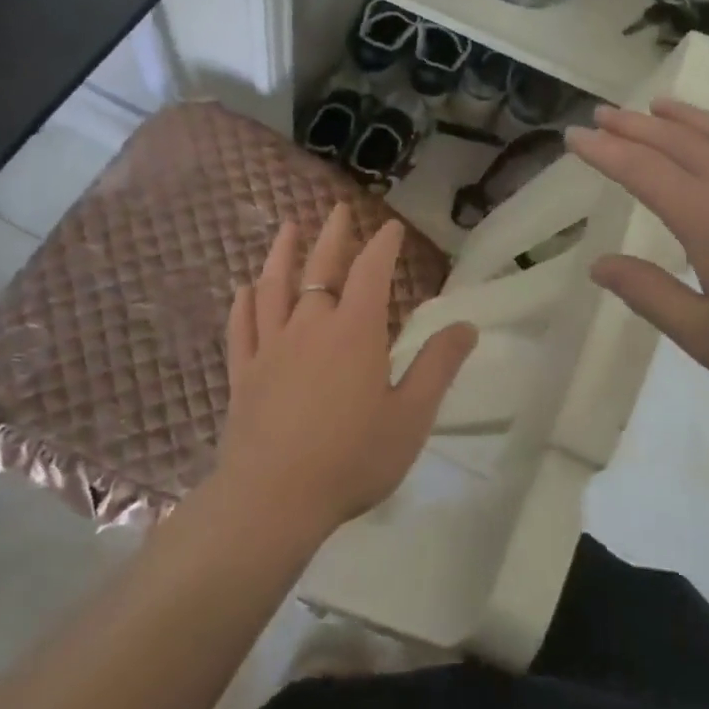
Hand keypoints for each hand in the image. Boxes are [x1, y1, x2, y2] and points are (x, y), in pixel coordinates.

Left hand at [211, 205, 477, 542]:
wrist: (274, 499)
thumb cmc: (351, 459)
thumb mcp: (411, 416)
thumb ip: (437, 367)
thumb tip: (466, 325)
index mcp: (355, 331)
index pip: (371, 271)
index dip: (382, 244)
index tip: (391, 226)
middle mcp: (310, 325)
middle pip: (321, 267)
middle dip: (333, 235)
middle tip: (338, 209)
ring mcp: (271, 346)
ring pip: (274, 287)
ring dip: (282, 254)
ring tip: (287, 228)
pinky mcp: (244, 372)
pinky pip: (241, 326)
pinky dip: (243, 303)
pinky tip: (244, 289)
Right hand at [565, 102, 708, 418]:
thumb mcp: (707, 337)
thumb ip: (649, 294)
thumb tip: (599, 264)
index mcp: (708, 218)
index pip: (641, 170)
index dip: (603, 151)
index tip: (573, 136)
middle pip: (677, 142)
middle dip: (634, 126)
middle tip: (602, 114)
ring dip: (685, 117)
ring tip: (657, 106)